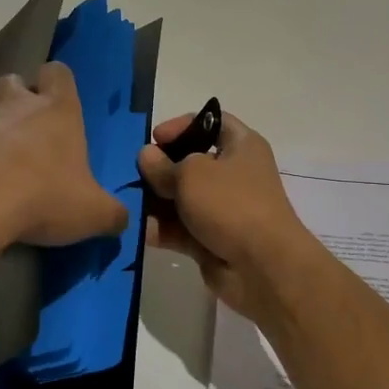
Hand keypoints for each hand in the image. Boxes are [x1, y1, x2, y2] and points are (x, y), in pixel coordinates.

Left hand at [0, 62, 128, 248]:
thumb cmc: (43, 198)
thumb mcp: (93, 214)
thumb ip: (111, 214)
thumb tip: (122, 220)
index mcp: (56, 111)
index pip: (58, 73)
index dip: (58, 83)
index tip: (58, 103)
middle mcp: (13, 105)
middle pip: (12, 81)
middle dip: (16, 99)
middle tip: (24, 134)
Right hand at [137, 110, 318, 319]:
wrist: (262, 266)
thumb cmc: (231, 204)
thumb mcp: (191, 174)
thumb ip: (163, 165)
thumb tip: (146, 156)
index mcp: (241, 146)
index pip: (211, 122)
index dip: (182, 125)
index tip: (153, 138)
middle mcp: (234, 174)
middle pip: (190, 162)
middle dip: (160, 168)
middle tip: (130, 172)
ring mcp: (223, 209)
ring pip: (182, 198)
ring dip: (154, 201)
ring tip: (126, 203)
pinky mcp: (211, 240)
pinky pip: (181, 228)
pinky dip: (161, 229)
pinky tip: (136, 230)